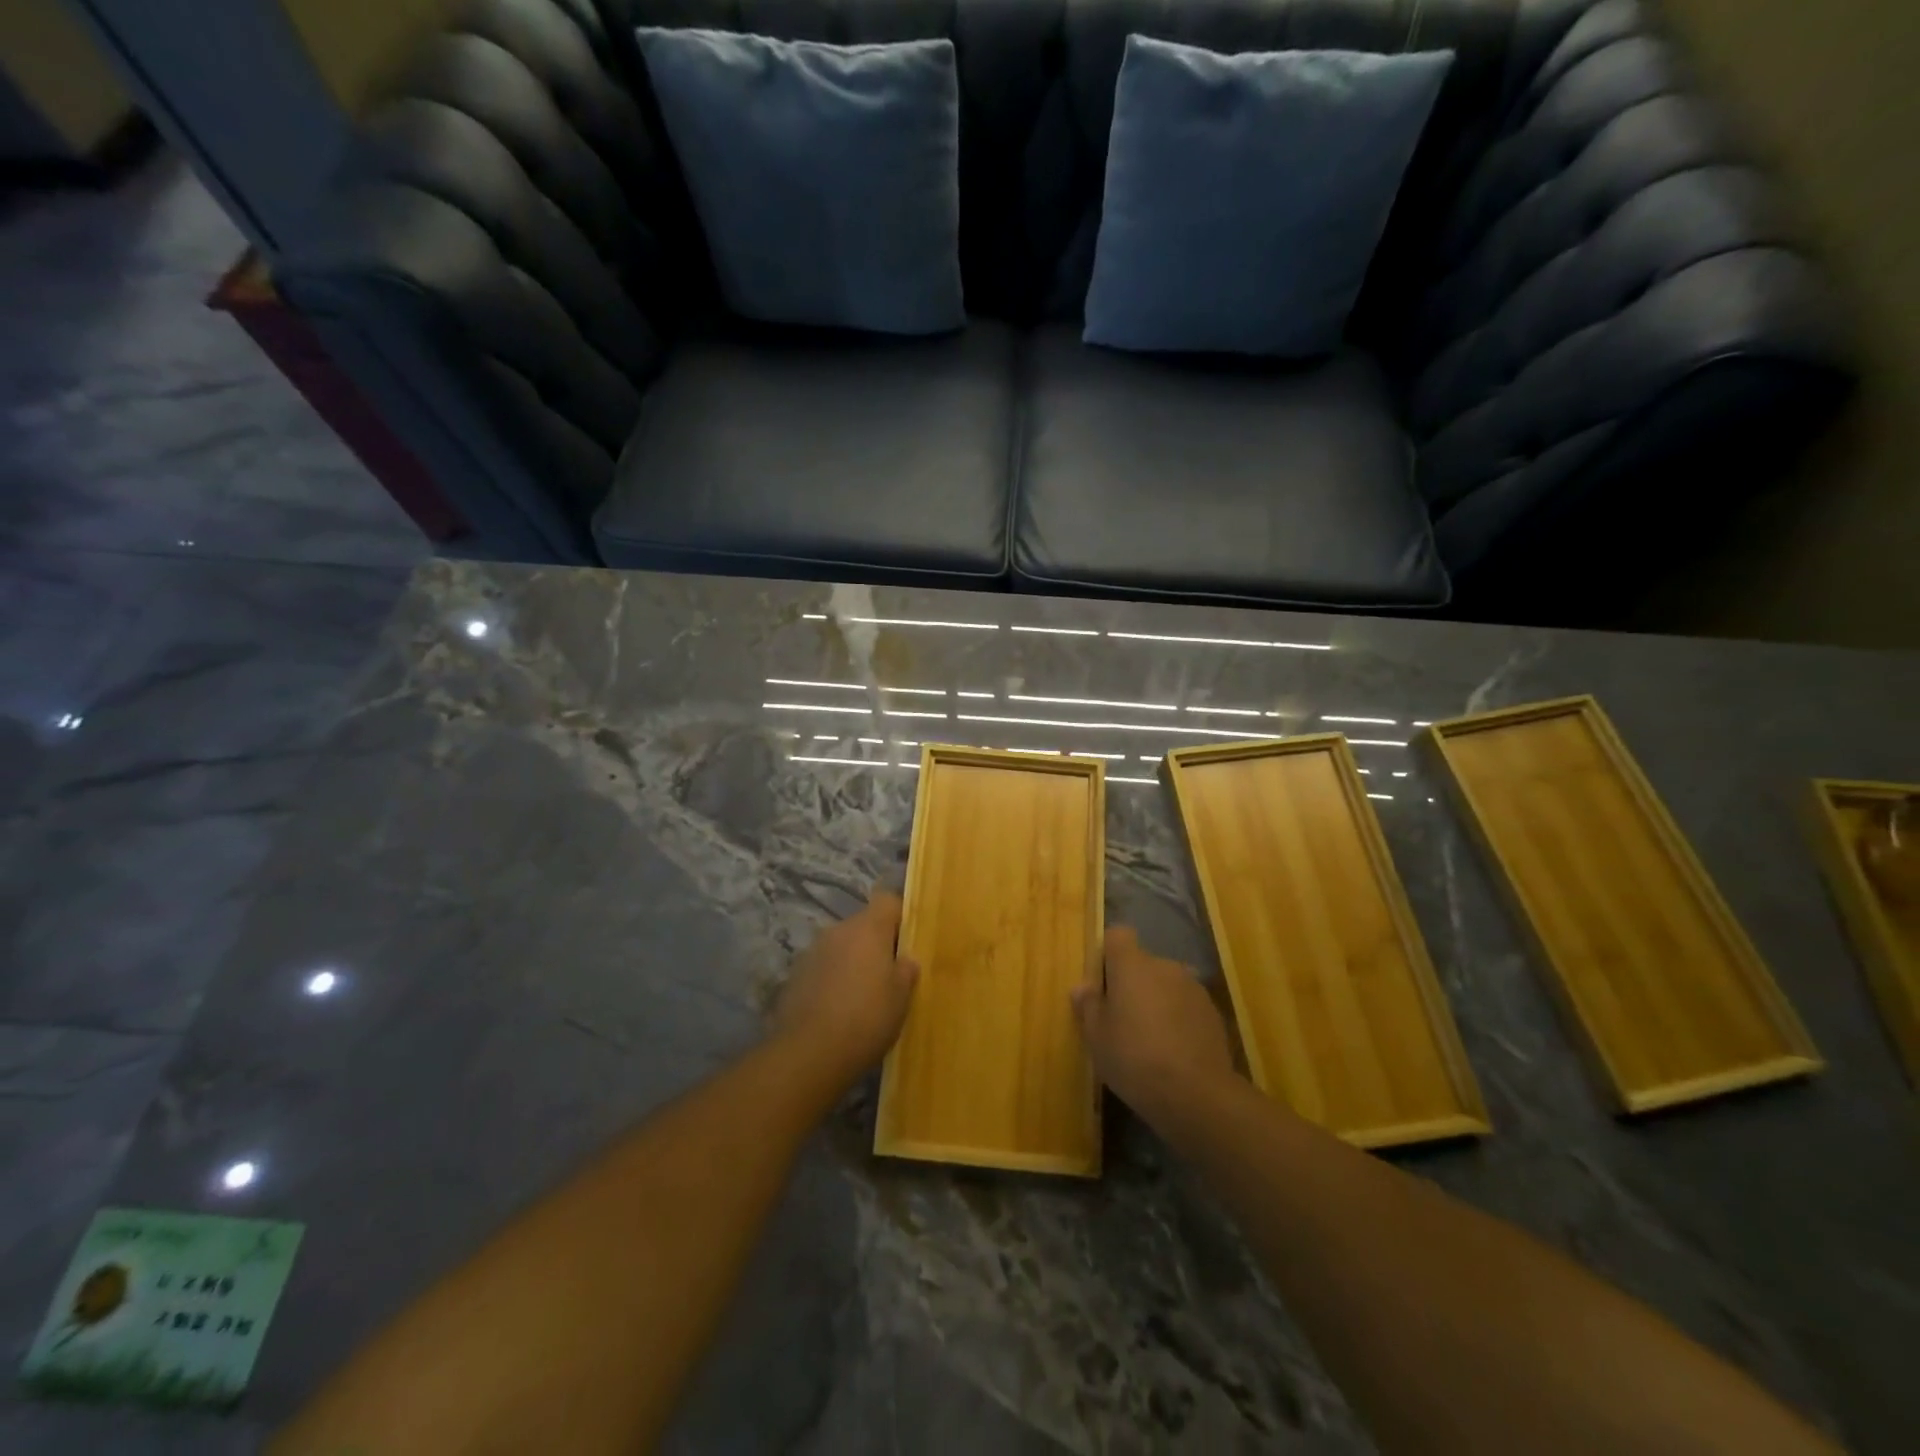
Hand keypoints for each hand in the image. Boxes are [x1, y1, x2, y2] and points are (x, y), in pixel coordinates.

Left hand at [773, 890, 919, 1086]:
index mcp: (868, 928)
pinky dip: (833, 979)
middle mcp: (838, 930)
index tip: (910, 940)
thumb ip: (906, 970)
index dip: (901, 916)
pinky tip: (839, 1009)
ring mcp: (812, 951)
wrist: (809, 1053)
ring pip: (842, 946)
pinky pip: (823, 967)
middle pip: (864, 924)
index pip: (888, 900)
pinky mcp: (795, 975)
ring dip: (853, 961)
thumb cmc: (867, 1018)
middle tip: (890, 975)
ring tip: (863, 996)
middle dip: (877, 943)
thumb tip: (904, 959)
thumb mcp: (902, 997)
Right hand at [1072, 926, 1234, 1120]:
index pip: (1118, 935)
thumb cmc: (1134, 1058)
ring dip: (1157, 1001)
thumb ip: (1089, 1005)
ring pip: (1166, 985)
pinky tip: (1173, 1051)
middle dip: (1132, 983)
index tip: (1101, 983)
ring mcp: (1193, 988)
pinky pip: (1186, 1005)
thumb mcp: (1097, 1037)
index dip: (1108, 953)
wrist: (1197, 1094)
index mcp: (1132, 964)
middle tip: (1121, 1019)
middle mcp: (1165, 966)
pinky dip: (1178, 1018)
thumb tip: (1082, 987)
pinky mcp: (1213, 1012)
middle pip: (1142, 963)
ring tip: (1150, 1039)